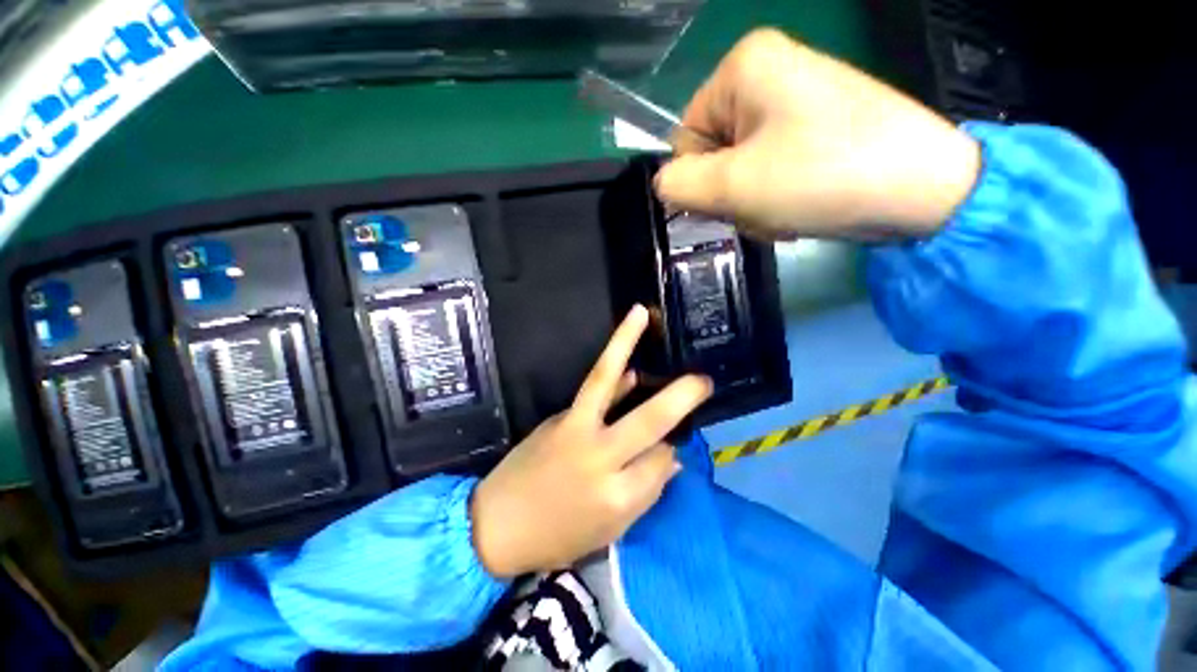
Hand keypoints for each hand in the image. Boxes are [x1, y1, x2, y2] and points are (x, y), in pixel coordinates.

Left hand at [470, 306, 712, 578]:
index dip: (669, 453)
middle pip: (648, 420)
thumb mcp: (611, 529)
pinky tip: (629, 366)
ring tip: (641, 314)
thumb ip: (646, 491)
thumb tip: (672, 456)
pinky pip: (593, 390)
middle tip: (704, 380)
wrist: (497, 525)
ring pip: (604, 378)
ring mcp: (575, 428)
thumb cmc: (559, 536)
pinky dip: (614, 373)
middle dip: (681, 397)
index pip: (661, 461)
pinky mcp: (559, 415)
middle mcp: (599, 457)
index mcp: (617, 496)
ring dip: (624, 341)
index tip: (667, 449)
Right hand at [656, 28, 981, 240]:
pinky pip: (766, 171)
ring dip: (752, 202)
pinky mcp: (812, 129)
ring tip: (784, 211)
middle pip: (714, 155)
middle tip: (760, 208)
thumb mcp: (731, 186)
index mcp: (743, 68)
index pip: (685, 137)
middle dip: (730, 194)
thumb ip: (678, 185)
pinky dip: (772, 198)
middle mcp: (767, 74)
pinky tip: (798, 207)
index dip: (698, 179)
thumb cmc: (818, 176)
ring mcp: (793, 101)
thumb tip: (663, 185)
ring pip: (739, 170)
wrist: (920, 190)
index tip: (728, 201)